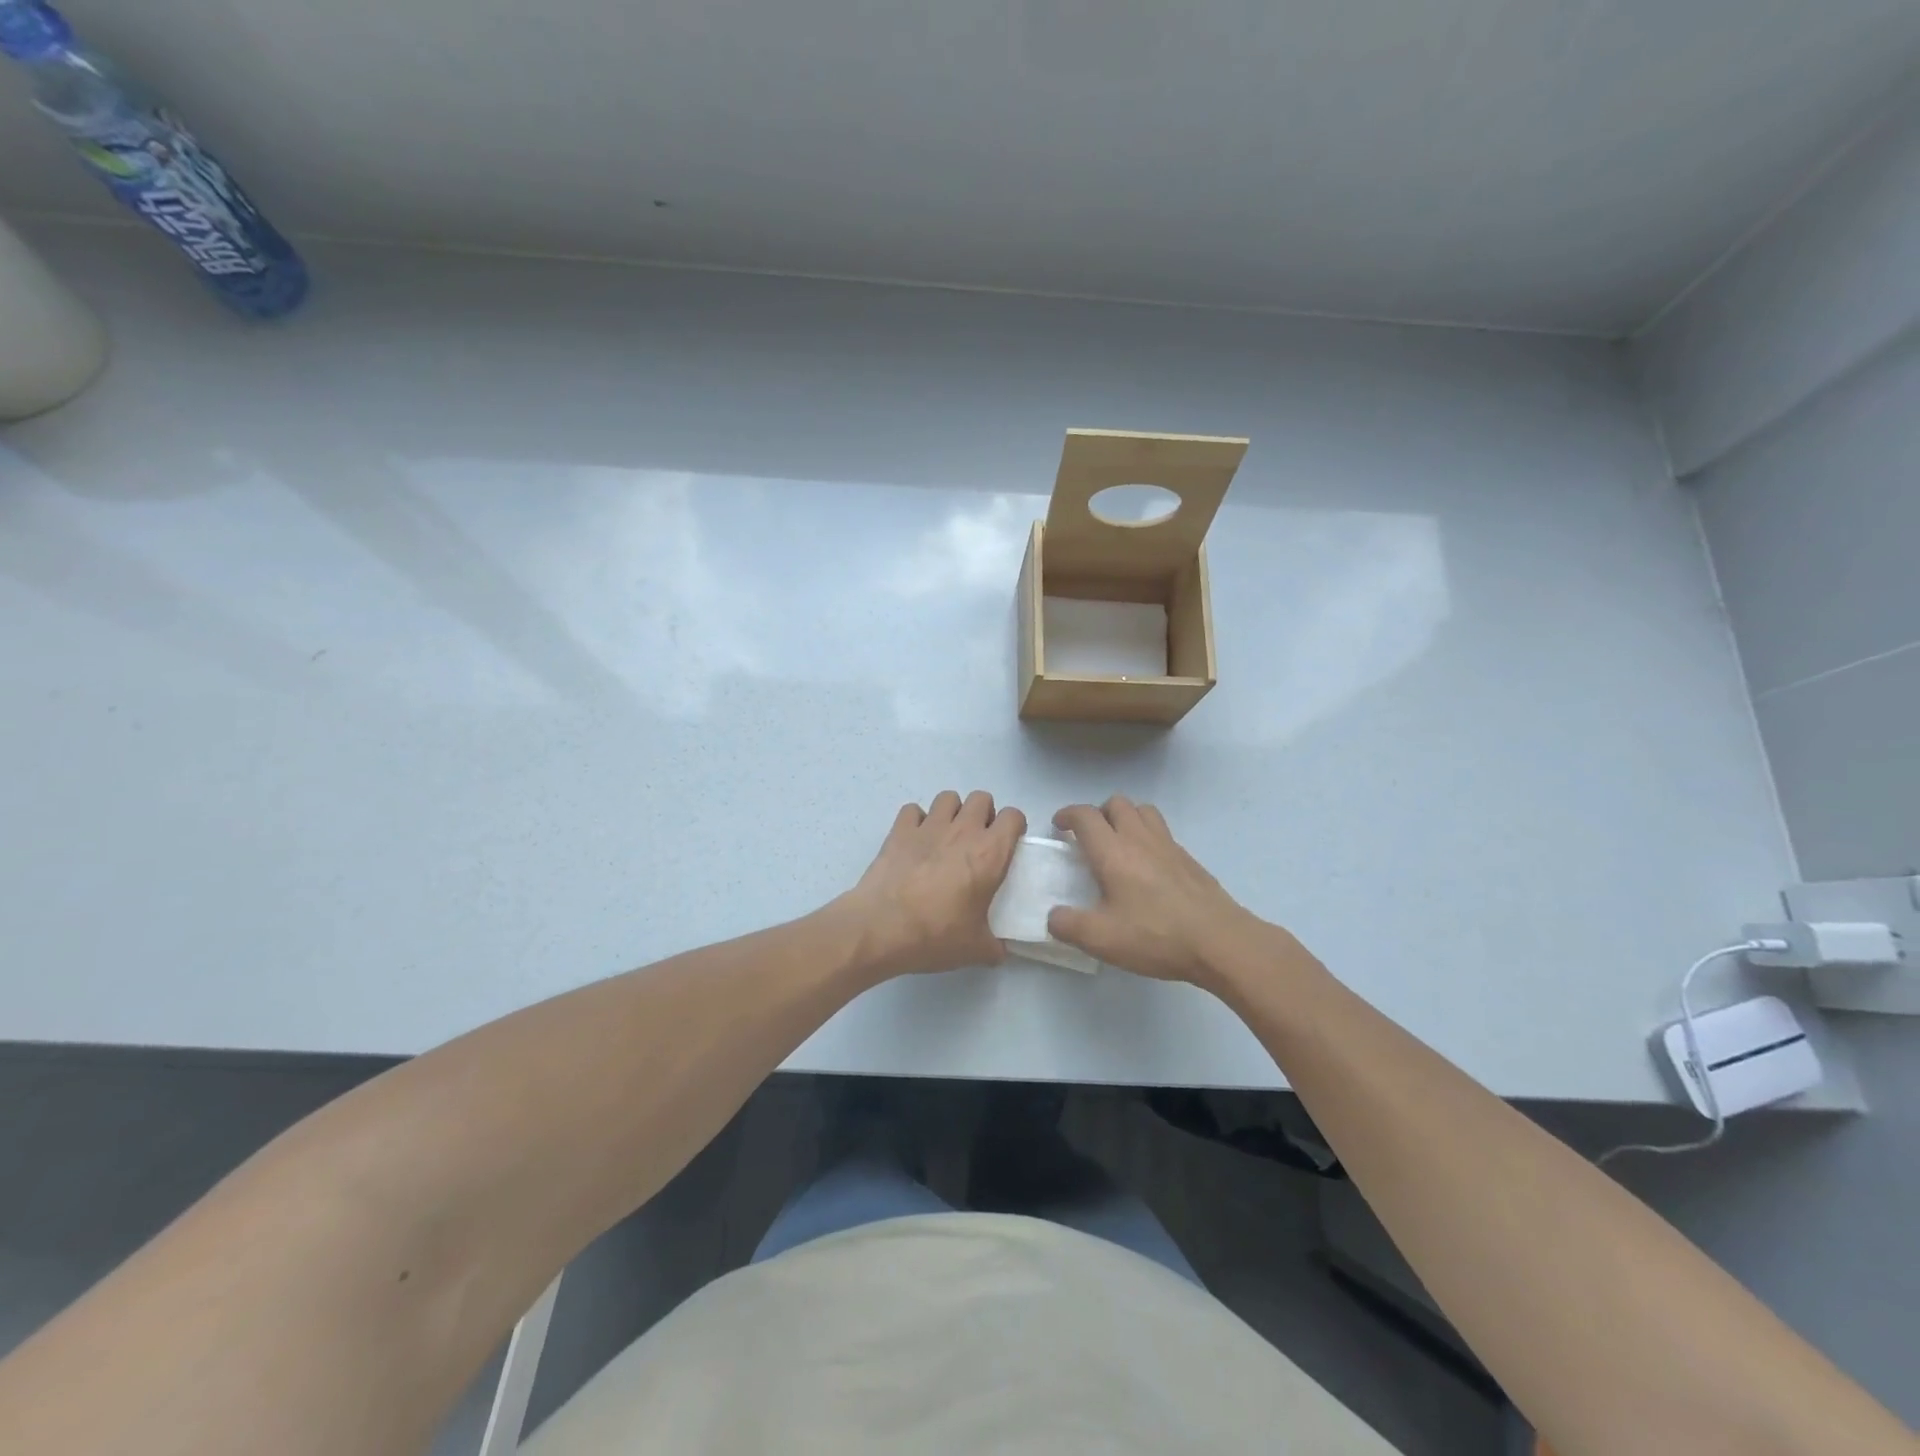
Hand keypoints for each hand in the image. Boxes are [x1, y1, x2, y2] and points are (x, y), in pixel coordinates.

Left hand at [841, 791, 1025, 978]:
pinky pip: (913, 810)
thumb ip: (996, 946)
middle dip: (984, 814)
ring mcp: (928, 826)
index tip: (1008, 846)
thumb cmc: (935, 935)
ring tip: (947, 836)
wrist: (880, 928)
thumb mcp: (976, 949)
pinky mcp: (899, 830)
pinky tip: (915, 841)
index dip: (1014, 827)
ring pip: (948, 797)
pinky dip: (917, 821)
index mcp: (989, 854)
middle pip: (982, 798)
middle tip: (978, 841)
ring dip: (952, 812)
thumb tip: (1002, 952)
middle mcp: (962, 831)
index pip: (1013, 817)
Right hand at [1048, 797, 1274, 989]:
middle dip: (1097, 813)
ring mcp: (1169, 846)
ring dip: (1125, 818)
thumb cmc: (1156, 935)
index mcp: (1113, 852)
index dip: (1067, 815)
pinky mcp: (1189, 859)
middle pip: (1116, 803)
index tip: (1058, 826)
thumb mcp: (1101, 939)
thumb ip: (1068, 926)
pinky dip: (1147, 837)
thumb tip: (1053, 917)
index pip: (1085, 816)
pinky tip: (1147, 868)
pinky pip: (1162, 832)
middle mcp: (1140, 839)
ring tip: (1118, 844)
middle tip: (1088, 837)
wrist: (1220, 941)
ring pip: (1143, 811)